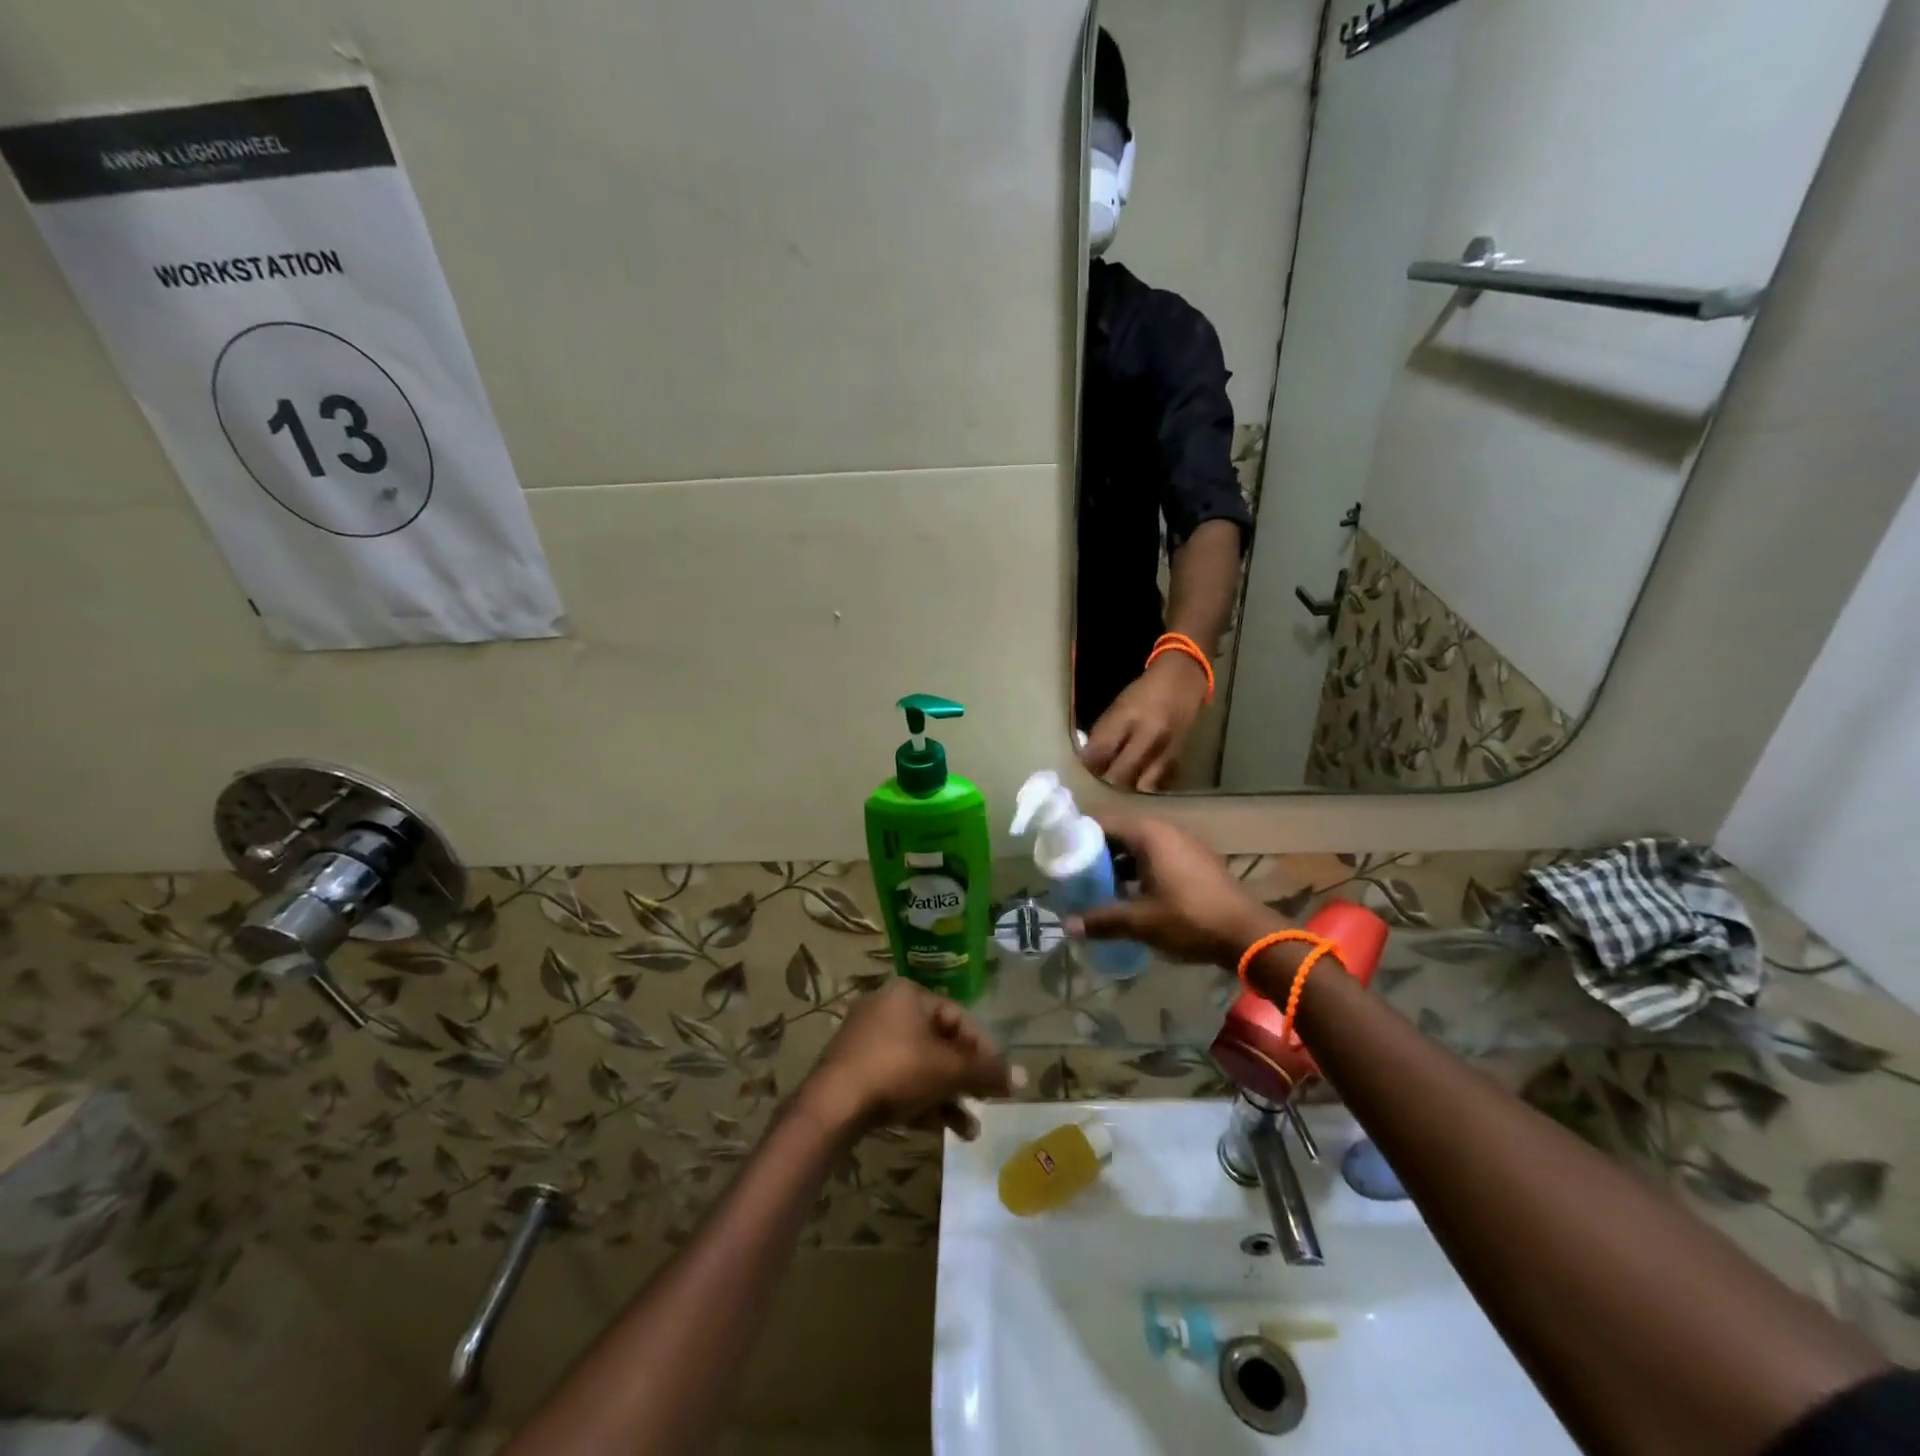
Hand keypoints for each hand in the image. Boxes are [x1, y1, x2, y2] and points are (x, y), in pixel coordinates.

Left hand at [800, 981, 1014, 1141]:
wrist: (832, 1105)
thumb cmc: (897, 1071)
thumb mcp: (948, 1071)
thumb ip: (987, 1073)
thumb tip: (1024, 1076)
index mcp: (908, 994)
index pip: (957, 1016)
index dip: (981, 1048)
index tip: (997, 1078)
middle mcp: (887, 1009)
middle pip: (938, 1043)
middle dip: (964, 1078)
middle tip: (985, 1103)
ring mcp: (867, 1039)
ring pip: (919, 1066)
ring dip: (946, 1096)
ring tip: (969, 1131)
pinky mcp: (854, 1069)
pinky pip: (897, 1080)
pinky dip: (919, 1100)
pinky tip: (939, 1130)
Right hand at [1071, 814, 1279, 967]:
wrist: (1248, 935)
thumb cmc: (1190, 919)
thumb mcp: (1141, 922)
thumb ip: (1102, 920)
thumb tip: (1067, 926)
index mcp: (1148, 834)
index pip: (1101, 822)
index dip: (1077, 836)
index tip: (1059, 856)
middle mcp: (1164, 831)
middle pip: (1119, 833)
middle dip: (1095, 853)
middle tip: (1073, 875)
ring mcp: (1182, 845)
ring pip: (1137, 847)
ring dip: (1116, 864)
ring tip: (1095, 888)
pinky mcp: (1194, 862)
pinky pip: (1155, 857)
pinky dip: (1137, 871)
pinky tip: (1128, 896)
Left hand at [1082, 653, 1208, 791]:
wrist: (1182, 681)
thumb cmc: (1144, 692)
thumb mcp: (1118, 705)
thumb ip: (1104, 733)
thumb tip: (1088, 759)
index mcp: (1128, 716)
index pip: (1101, 750)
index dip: (1088, 764)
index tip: (1081, 770)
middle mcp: (1149, 734)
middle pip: (1120, 773)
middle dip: (1106, 781)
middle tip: (1098, 782)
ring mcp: (1166, 749)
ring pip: (1141, 785)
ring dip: (1126, 788)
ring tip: (1117, 785)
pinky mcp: (1178, 758)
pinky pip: (1158, 783)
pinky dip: (1145, 787)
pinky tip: (1137, 784)